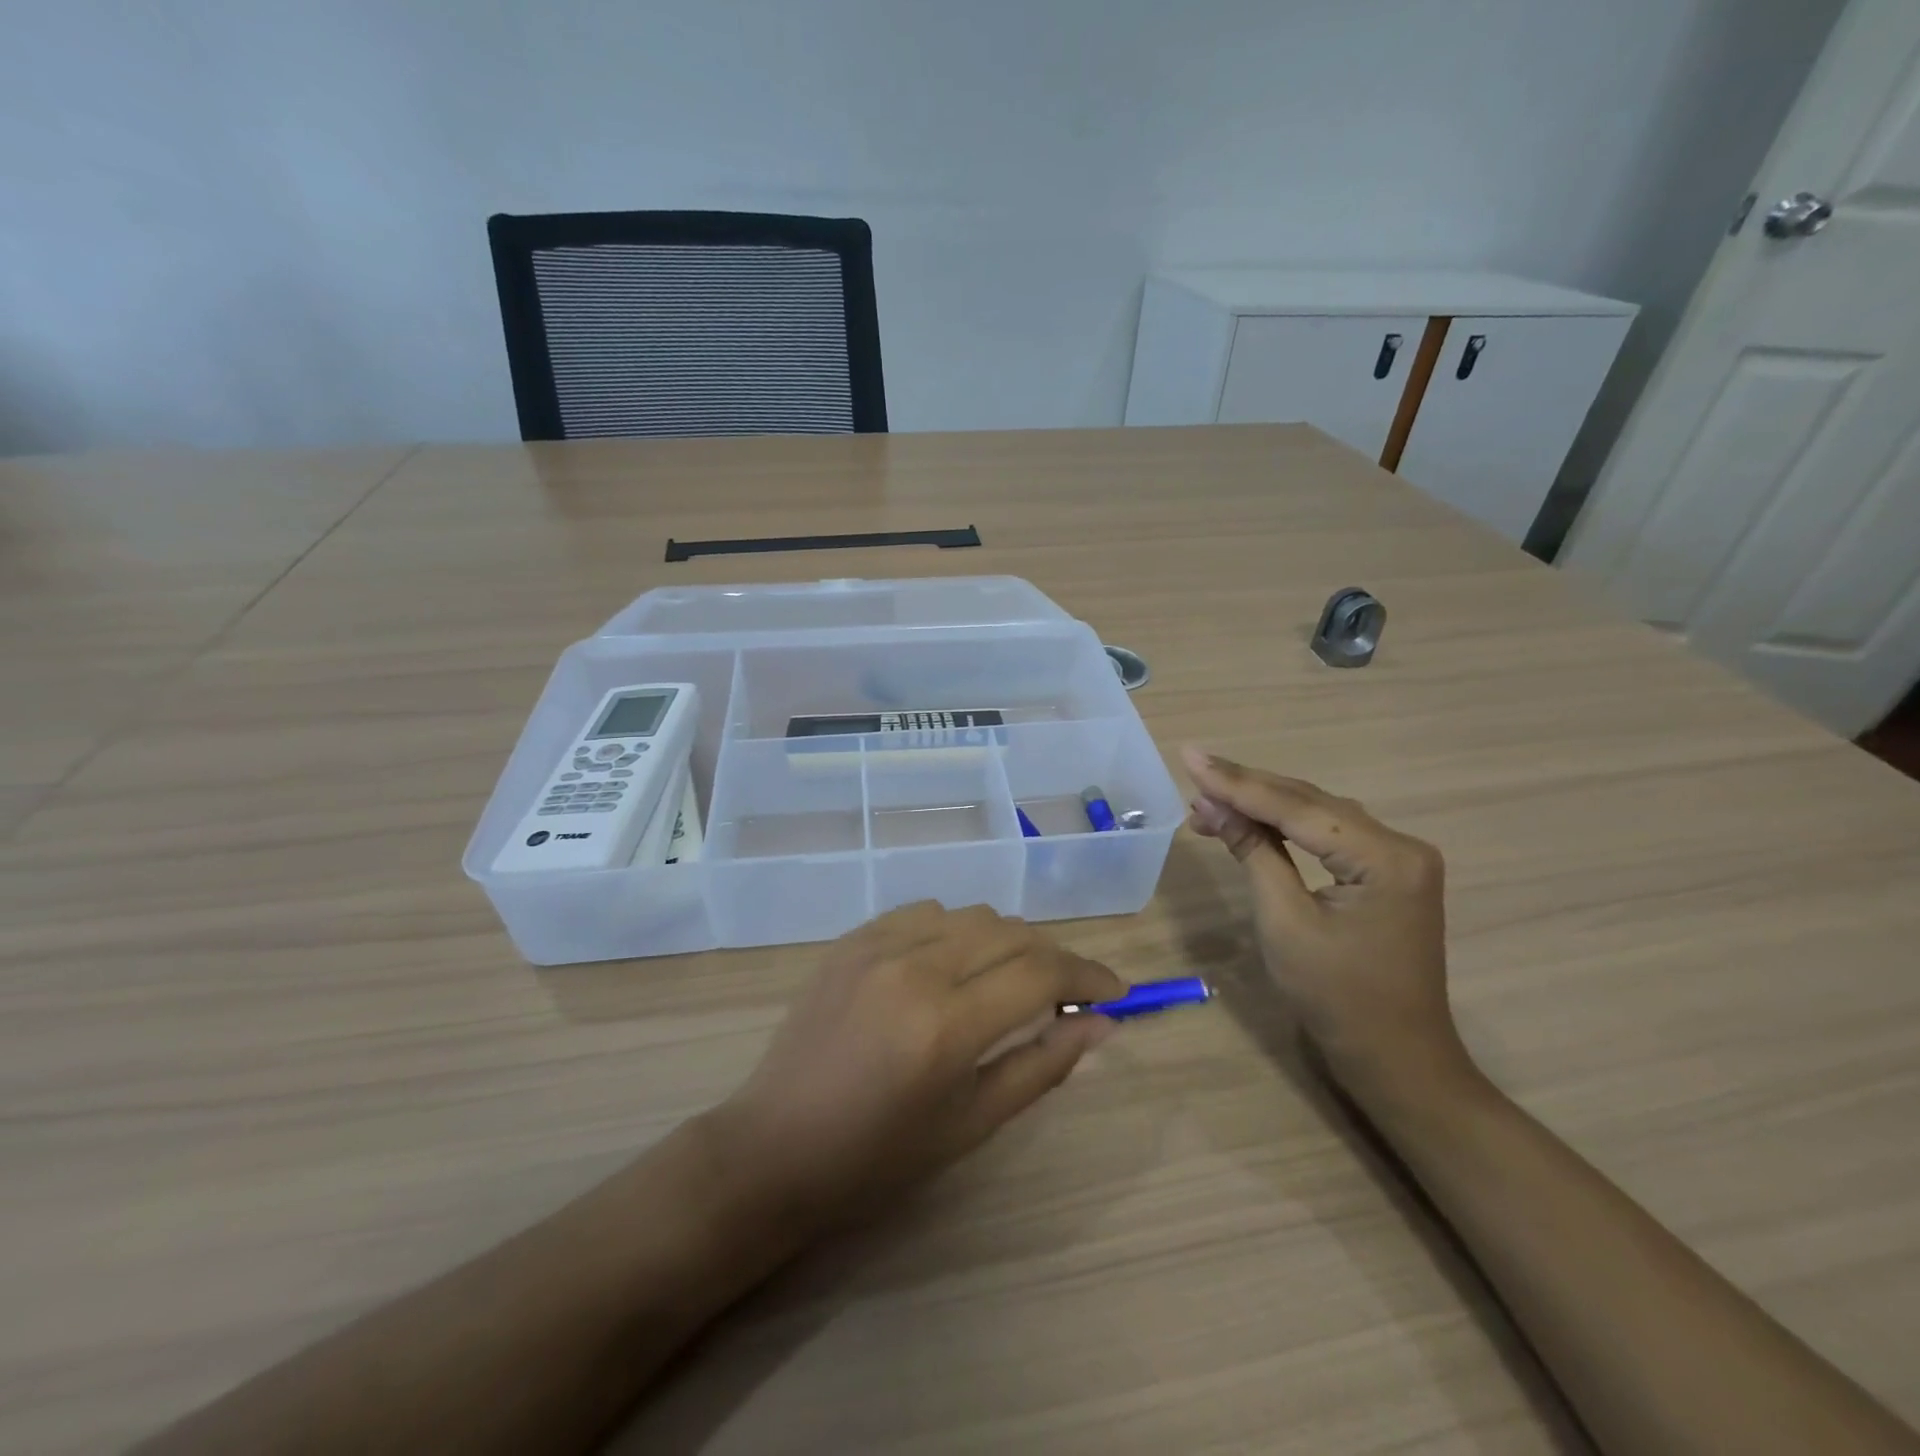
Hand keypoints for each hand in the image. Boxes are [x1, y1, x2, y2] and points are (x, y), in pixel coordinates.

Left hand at [712, 902, 1124, 1232]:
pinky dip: (955, 931)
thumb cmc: (878, 1156)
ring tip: (1008, 980)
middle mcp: (915, 967)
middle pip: (1011, 933)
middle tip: (1066, 994)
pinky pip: (923, 913)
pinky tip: (951, 965)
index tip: (1115, 993)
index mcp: (946, 1024)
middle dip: (1053, 958)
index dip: (1088, 976)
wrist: (776, 1145)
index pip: (1041, 973)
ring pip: (970, 915)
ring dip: (1005, 941)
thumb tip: (1100, 1024)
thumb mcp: (971, 1123)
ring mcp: (876, 945)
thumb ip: (1042, 1065)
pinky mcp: (851, 939)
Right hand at [1182, 747, 1472, 1106]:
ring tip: (1207, 799)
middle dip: (1246, 789)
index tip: (1190, 758)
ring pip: (1316, 814)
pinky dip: (1284, 827)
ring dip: (1262, 805)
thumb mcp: (1284, 921)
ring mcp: (1397, 858)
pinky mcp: (1386, 872)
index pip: (1297, 808)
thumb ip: (1253, 852)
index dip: (1238, 783)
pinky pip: (1327, 835)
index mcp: (1385, 858)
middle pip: (1309, 802)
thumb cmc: (1336, 997)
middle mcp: (1400, 845)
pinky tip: (1248, 821)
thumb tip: (1210, 804)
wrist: (1394, 1056)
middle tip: (1192, 772)